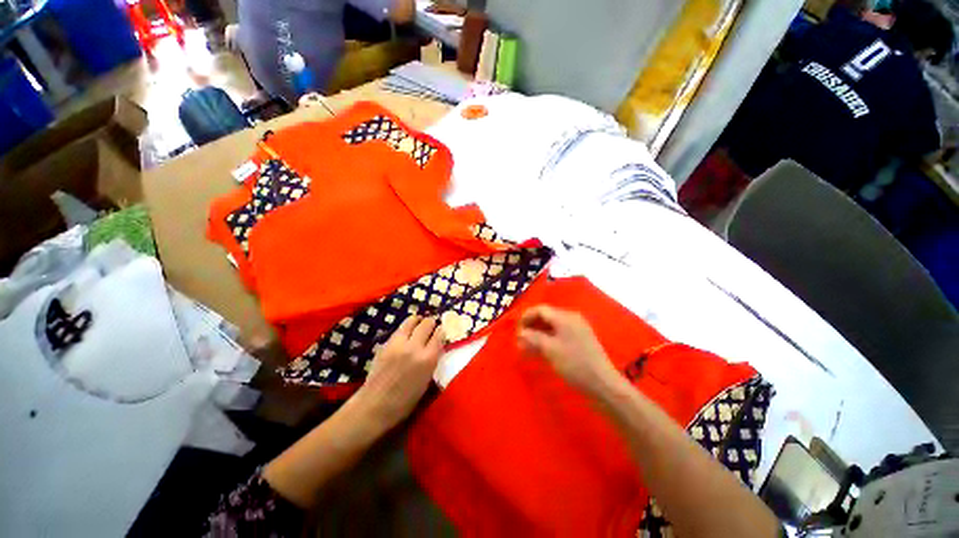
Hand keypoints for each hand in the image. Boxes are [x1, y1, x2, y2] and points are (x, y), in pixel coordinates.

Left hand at [355, 315, 444, 429]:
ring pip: (412, 320)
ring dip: (418, 321)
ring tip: (419, 324)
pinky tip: (406, 333)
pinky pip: (400, 329)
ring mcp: (399, 343)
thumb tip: (436, 346)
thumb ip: (432, 360)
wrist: (375, 406)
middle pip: (427, 323)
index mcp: (428, 359)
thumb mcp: (426, 381)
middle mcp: (415, 347)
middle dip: (431, 323)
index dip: (441, 331)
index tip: (441, 332)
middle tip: (431, 326)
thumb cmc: (405, 401)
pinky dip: (406, 328)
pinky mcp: (386, 343)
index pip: (439, 335)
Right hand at [517, 306, 616, 395]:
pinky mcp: (580, 340)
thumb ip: (533, 337)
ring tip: (527, 347)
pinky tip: (541, 350)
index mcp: (564, 317)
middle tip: (520, 340)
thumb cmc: (574, 364)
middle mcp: (571, 318)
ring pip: (552, 326)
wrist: (603, 384)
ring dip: (538, 334)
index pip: (540, 309)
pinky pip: (559, 334)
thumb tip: (520, 332)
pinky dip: (548, 339)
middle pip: (546, 316)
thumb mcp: (550, 349)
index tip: (516, 330)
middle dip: (531, 326)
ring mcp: (577, 329)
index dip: (526, 317)